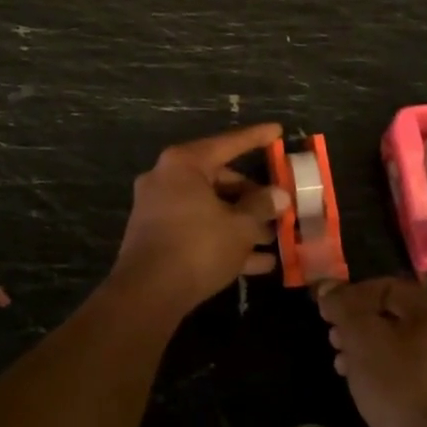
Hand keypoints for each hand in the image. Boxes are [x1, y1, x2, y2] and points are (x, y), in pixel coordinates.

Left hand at [111, 123, 287, 318]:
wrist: (147, 295)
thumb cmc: (197, 247)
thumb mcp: (239, 227)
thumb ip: (261, 207)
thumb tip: (279, 196)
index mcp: (184, 164)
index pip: (228, 143)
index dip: (256, 138)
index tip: (277, 130)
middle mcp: (167, 179)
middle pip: (219, 179)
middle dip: (252, 196)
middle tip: (280, 206)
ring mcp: (159, 209)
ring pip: (210, 208)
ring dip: (241, 222)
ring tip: (275, 238)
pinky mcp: (157, 237)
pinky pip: (198, 230)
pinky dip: (224, 239)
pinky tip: (259, 263)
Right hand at [319, 277, 426, 426]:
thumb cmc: (399, 384)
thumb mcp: (362, 335)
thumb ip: (342, 306)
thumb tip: (325, 287)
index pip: (388, 287)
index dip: (351, 294)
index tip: (324, 309)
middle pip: (393, 317)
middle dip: (356, 323)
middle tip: (331, 335)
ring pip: (396, 348)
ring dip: (364, 349)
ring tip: (338, 360)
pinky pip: (403, 376)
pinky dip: (378, 374)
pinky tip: (356, 384)